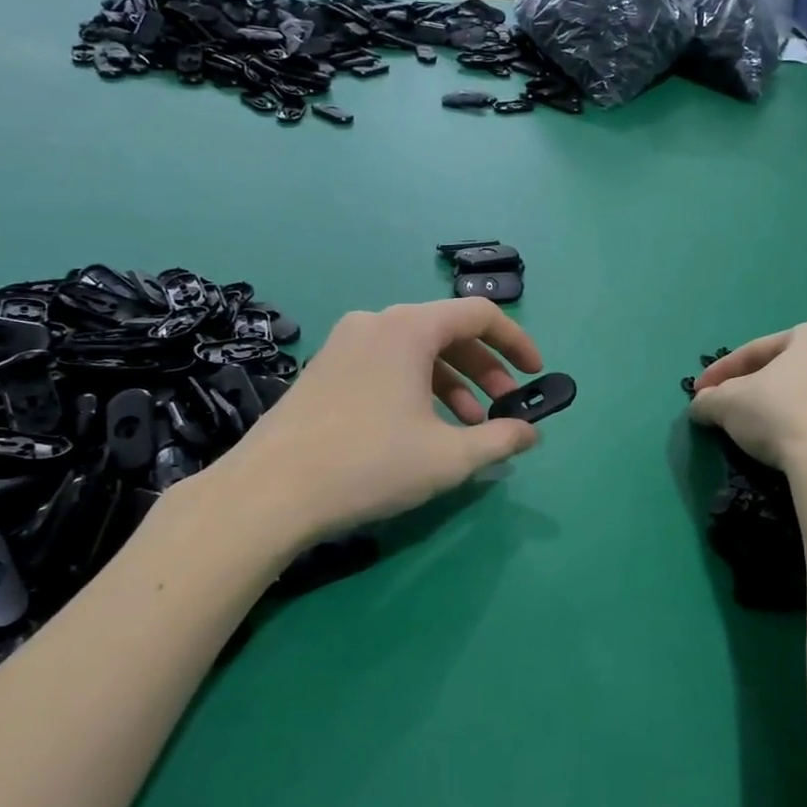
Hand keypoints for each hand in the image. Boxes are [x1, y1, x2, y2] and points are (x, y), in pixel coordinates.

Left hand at [206, 300, 544, 542]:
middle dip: (485, 371)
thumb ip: (499, 439)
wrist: (270, 491)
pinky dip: (416, 389)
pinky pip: (386, 366)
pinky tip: (421, 430)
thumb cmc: (369, 464)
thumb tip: (530, 432)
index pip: (479, 315)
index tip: (536, 375)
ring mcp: (344, 344)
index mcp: (408, 328)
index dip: (517, 342)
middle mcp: (375, 323)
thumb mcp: (448, 457)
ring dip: (452, 385)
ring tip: (467, 429)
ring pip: (415, 353)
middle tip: (503, 410)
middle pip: (447, 333)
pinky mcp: (324, 369)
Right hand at [689, 322, 806, 476]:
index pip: (758, 350)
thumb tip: (701, 405)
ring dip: (804, 413)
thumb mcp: (728, 404)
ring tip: (780, 440)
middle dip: (768, 389)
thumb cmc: (782, 415)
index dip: (722, 372)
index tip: (701, 393)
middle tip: (740, 412)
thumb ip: (710, 400)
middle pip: (800, 372)